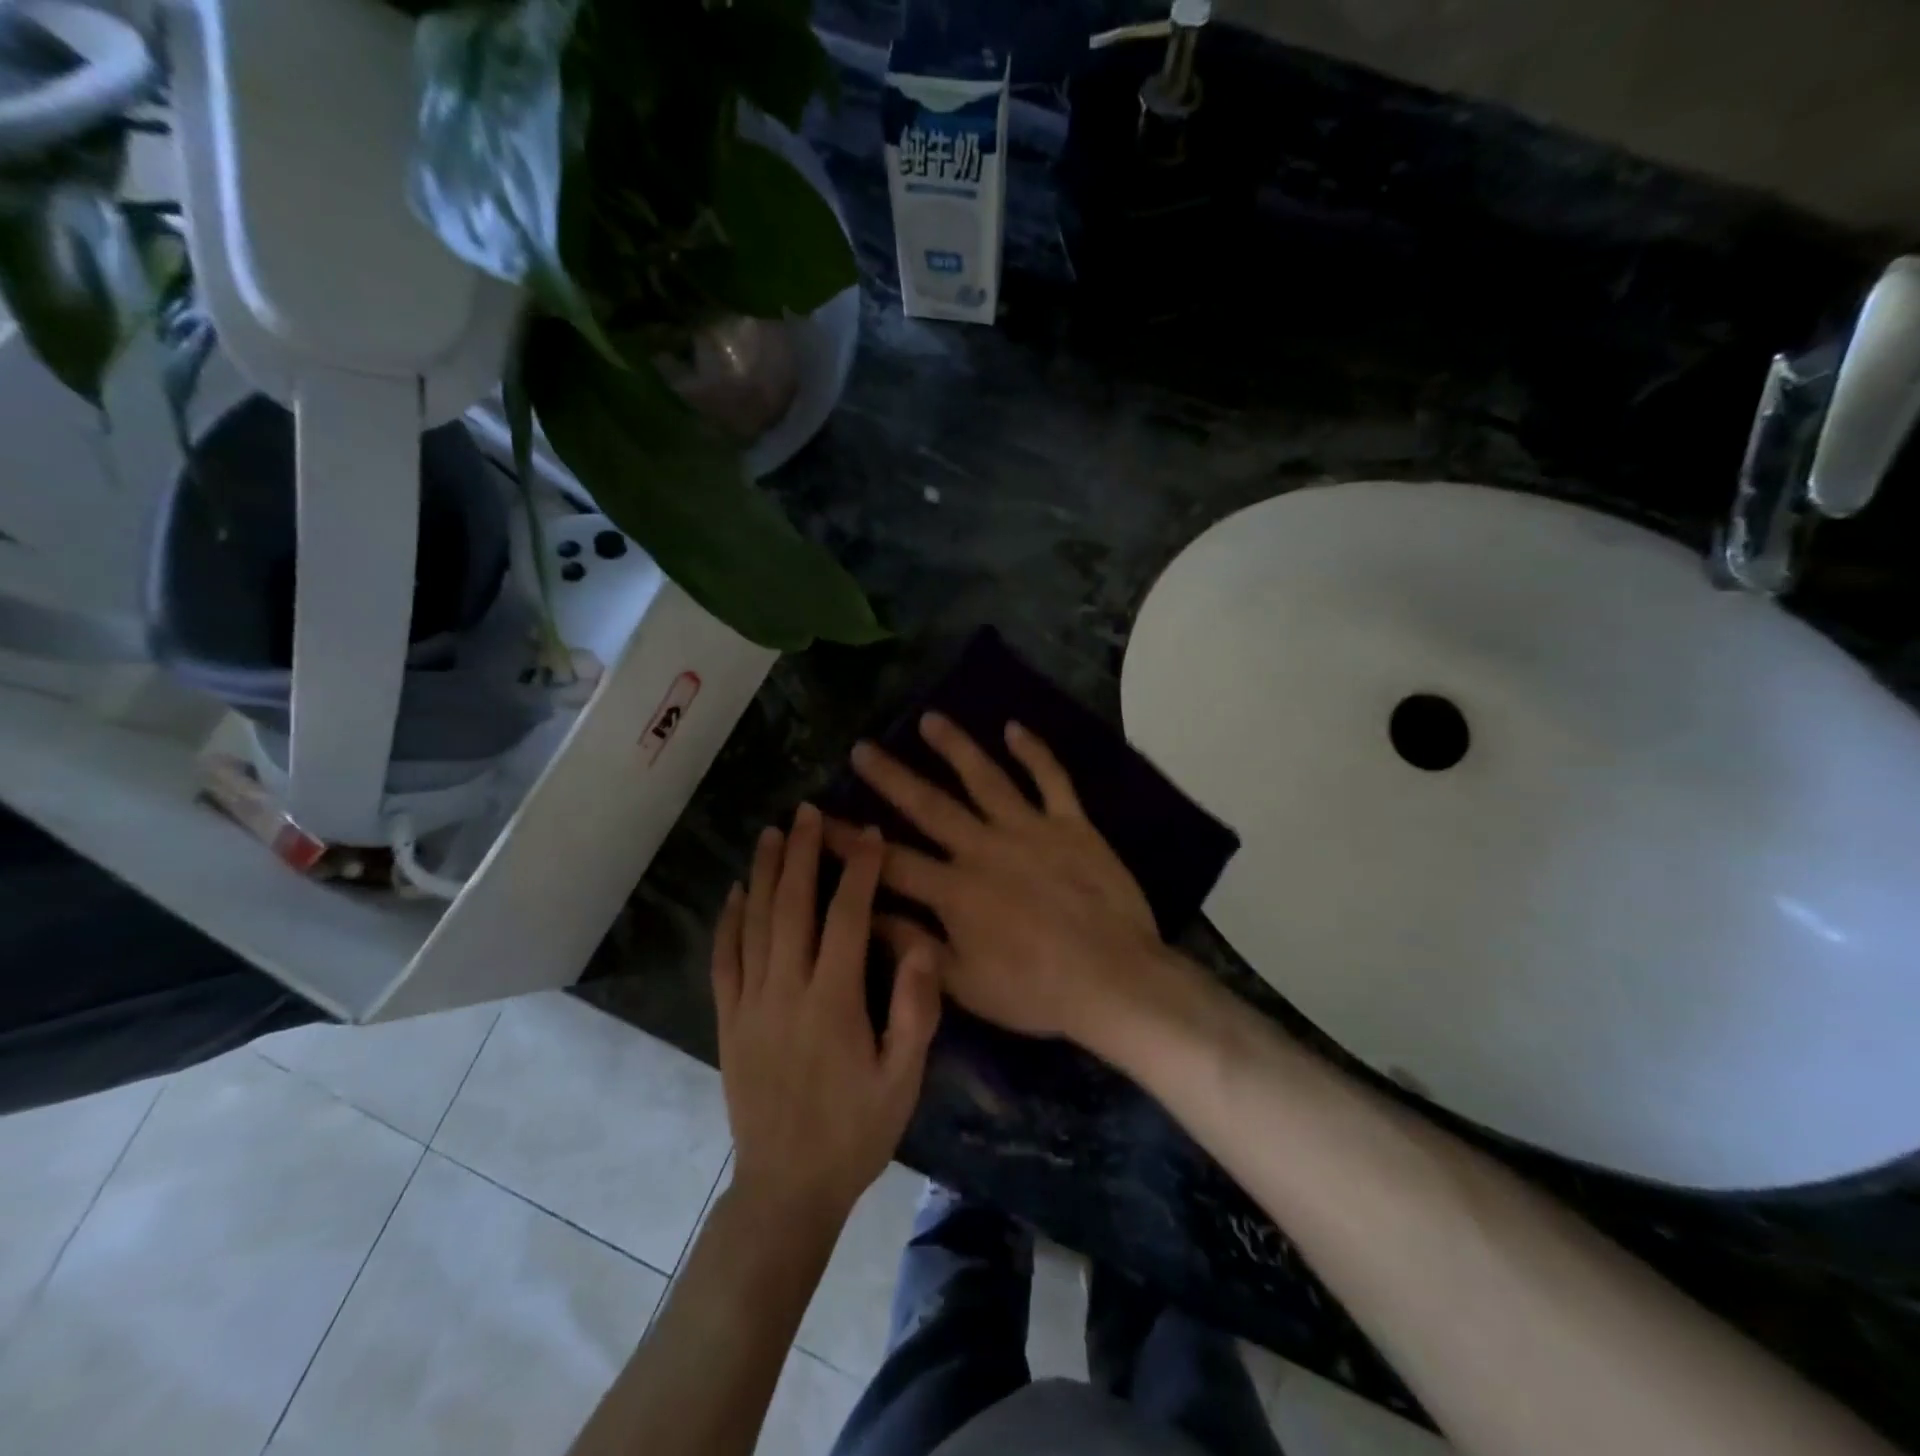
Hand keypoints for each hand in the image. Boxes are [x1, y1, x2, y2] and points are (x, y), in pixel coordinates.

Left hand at [712, 804, 941, 1227]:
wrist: (787, 1188)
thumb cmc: (856, 1131)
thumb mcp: (903, 1080)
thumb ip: (914, 1011)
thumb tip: (920, 945)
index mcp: (832, 1000)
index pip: (846, 917)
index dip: (858, 870)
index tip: (868, 833)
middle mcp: (785, 990)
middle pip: (792, 906)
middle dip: (803, 853)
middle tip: (809, 812)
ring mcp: (750, 1004)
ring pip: (754, 923)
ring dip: (765, 873)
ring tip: (773, 833)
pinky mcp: (729, 1021)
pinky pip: (724, 960)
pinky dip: (729, 922)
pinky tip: (736, 892)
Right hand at [826, 714, 1181, 1050]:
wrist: (1114, 979)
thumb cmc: (1036, 990)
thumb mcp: (963, 984)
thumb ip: (914, 946)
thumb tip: (866, 914)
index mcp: (955, 890)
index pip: (889, 861)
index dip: (850, 841)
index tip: (819, 818)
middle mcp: (984, 848)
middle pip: (930, 806)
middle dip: (892, 777)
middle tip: (863, 749)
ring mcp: (1030, 830)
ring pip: (986, 778)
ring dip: (956, 747)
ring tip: (930, 720)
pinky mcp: (1071, 825)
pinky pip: (1051, 779)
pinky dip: (1034, 752)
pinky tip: (1014, 728)